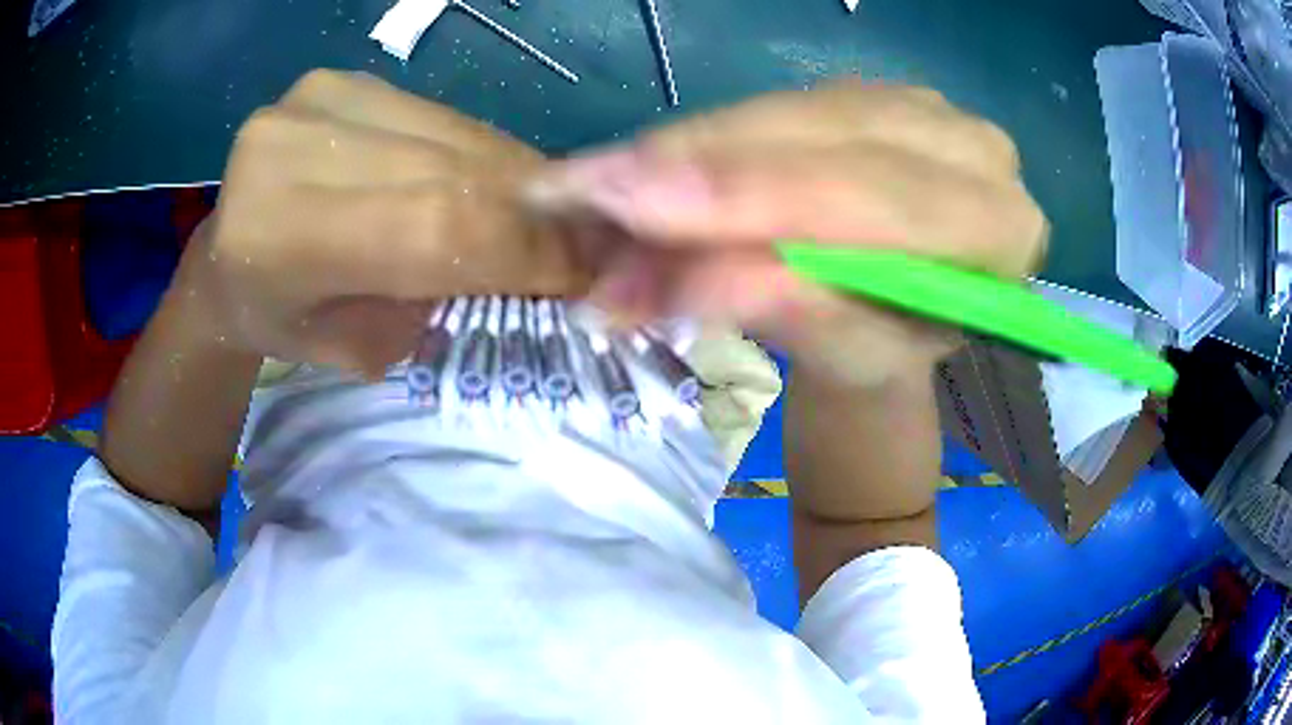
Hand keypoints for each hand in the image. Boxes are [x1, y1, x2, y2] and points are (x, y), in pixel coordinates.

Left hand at [182, 70, 587, 375]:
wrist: (225, 261)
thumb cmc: (283, 322)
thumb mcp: (362, 350)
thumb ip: (444, 302)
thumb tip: (551, 265)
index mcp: (279, 237)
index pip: (434, 226)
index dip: (527, 247)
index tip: (592, 273)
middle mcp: (293, 146)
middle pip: (454, 172)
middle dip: (535, 215)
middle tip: (587, 246)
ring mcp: (319, 98)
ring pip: (457, 137)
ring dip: (515, 183)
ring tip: (543, 218)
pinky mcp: (342, 80)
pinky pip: (442, 118)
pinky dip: (480, 156)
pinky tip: (490, 185)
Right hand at [527, 80, 1046, 386]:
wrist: (892, 323)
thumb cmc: (884, 357)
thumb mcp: (848, 358)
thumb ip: (788, 311)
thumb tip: (685, 280)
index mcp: (998, 228)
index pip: (877, 196)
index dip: (754, 196)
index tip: (632, 206)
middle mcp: (970, 148)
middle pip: (822, 137)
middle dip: (697, 168)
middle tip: (583, 192)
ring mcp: (916, 107)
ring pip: (784, 111)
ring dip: (681, 152)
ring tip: (591, 188)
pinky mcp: (863, 94)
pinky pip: (770, 104)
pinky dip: (698, 139)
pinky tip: (638, 165)